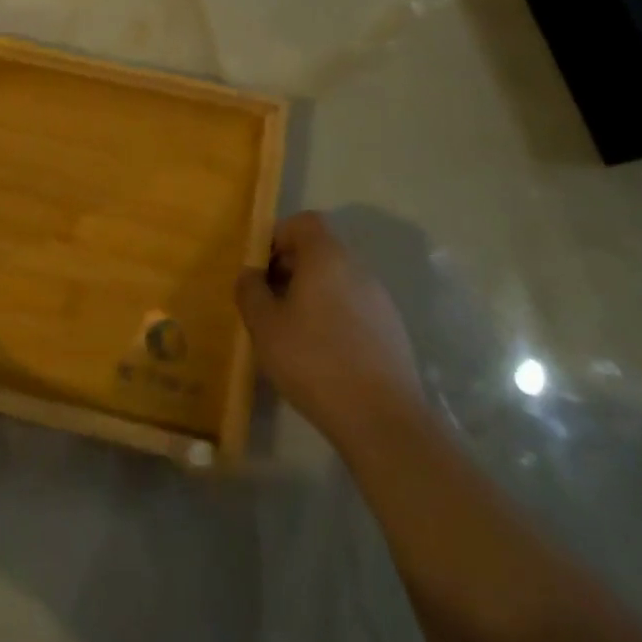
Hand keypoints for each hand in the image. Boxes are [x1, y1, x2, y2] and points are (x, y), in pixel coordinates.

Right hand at [236, 211, 425, 448]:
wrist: (382, 420)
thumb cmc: (313, 360)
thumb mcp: (264, 325)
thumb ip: (250, 290)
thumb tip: (251, 274)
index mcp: (327, 257)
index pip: (304, 222)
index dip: (277, 236)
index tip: (260, 268)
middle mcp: (358, 268)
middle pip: (320, 250)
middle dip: (290, 268)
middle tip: (267, 302)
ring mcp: (380, 300)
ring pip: (336, 281)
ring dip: (311, 294)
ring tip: (290, 331)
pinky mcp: (392, 330)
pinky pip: (353, 307)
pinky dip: (332, 316)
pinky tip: (320, 354)